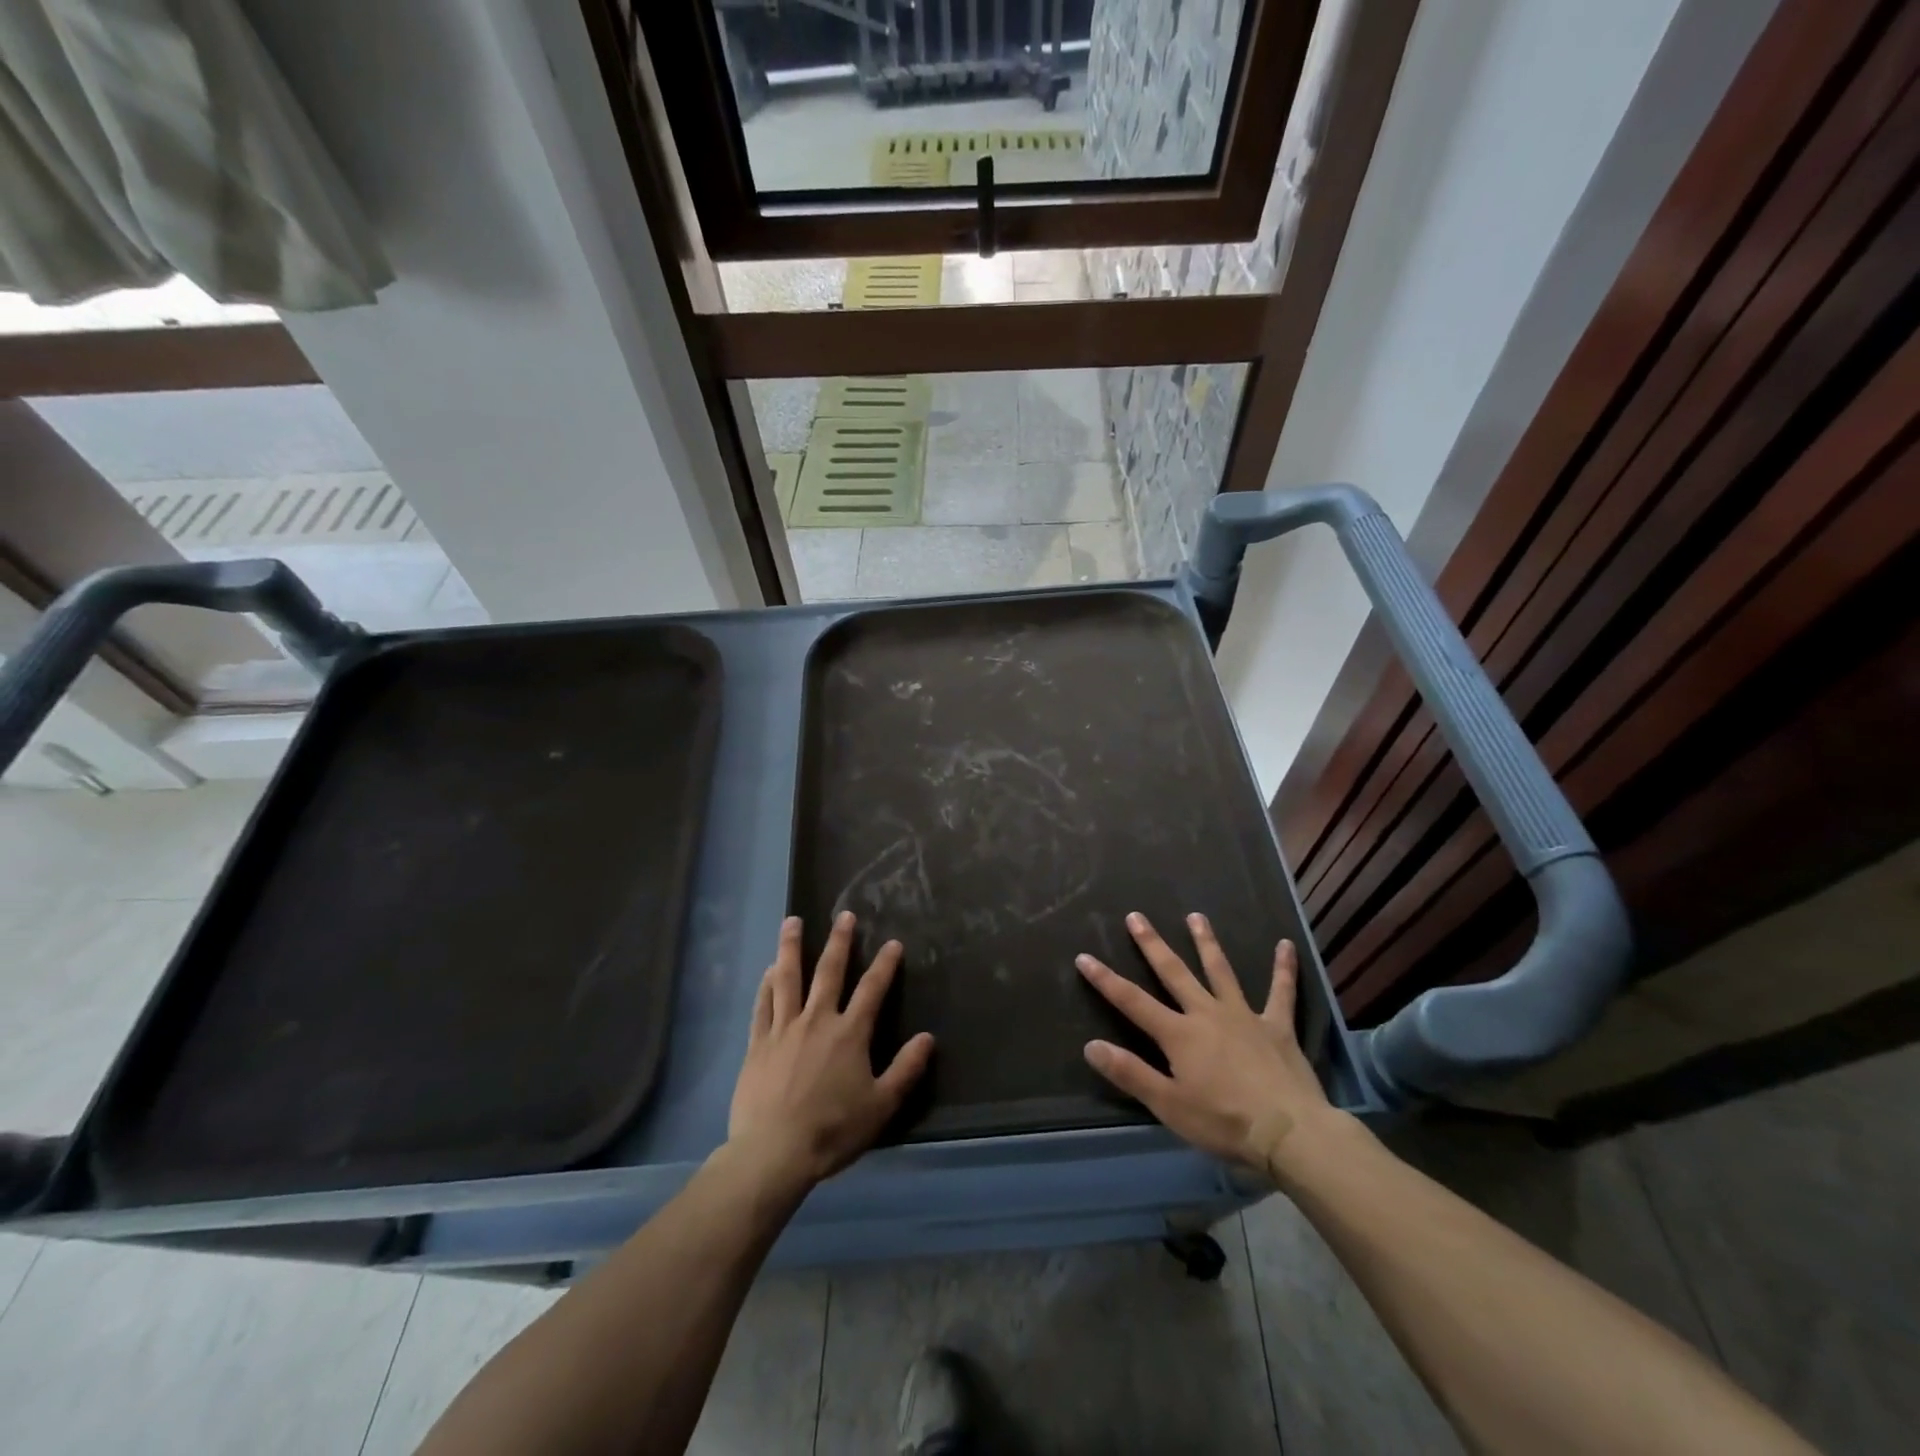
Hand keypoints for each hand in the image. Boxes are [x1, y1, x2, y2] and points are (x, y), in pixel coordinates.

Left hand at [728, 912, 934, 1190]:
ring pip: (788, 978)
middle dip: (839, 941)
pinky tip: (769, 970)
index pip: (872, 989)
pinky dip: (766, 985)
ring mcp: (784, 1029)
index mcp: (849, 1033)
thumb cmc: (833, 1130)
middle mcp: (817, 1020)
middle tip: (844, 915)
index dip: (885, 964)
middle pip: (829, 971)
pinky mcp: (758, 1044)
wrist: (774, 1152)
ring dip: (791, 947)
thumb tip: (927, 1038)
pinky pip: (763, 1005)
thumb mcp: (881, 1105)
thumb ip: (905, 1069)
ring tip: (792, 921)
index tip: (893, 943)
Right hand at [1077, 912, 1341, 1181]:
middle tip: (1136, 916)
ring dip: (1206, 942)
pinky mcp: (1277, 1026)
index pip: (1132, 1001)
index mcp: (1178, 1034)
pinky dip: (1284, 969)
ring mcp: (1244, 1015)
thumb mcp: (1168, 1105)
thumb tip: (1090, 1045)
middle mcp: (1207, 1013)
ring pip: (1220, 971)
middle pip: (1174, 973)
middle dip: (1152, 944)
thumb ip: (1130, 1073)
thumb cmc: (1224, 1122)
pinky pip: (1281, 992)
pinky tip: (1286, 945)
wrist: (1290, 1132)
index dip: (1105, 979)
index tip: (1084, 956)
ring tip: (1196, 916)